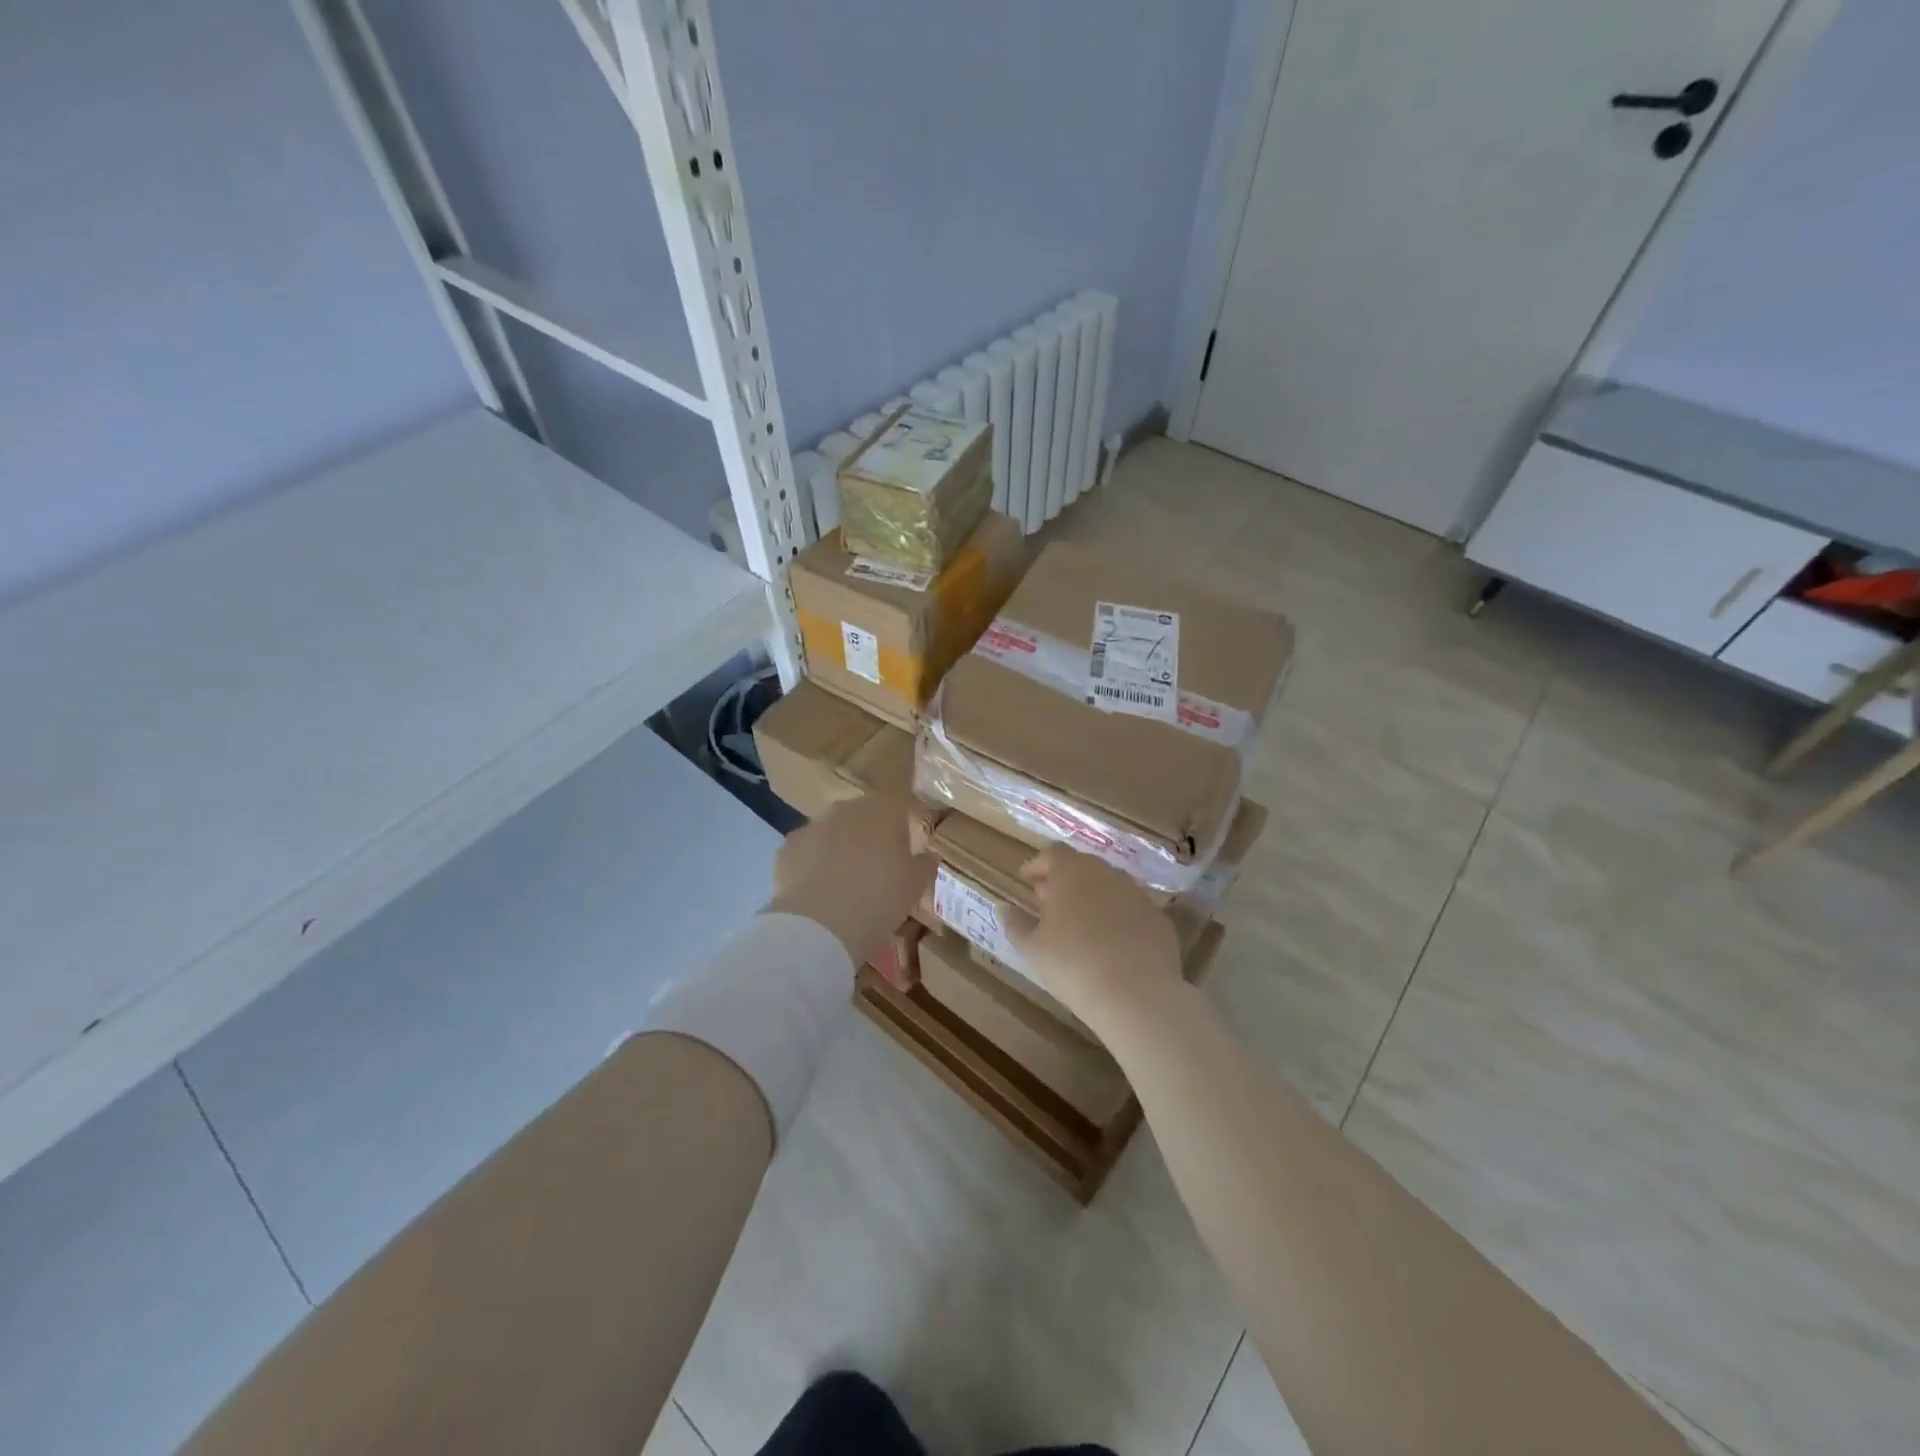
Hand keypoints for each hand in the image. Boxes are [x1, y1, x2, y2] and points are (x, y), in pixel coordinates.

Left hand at [765, 792, 936, 966]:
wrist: (819, 927)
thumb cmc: (879, 900)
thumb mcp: (914, 887)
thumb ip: (924, 865)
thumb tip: (928, 855)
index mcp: (883, 811)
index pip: (897, 793)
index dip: (900, 809)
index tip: (903, 829)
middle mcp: (847, 809)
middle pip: (862, 812)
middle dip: (869, 830)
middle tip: (876, 862)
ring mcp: (813, 825)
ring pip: (832, 829)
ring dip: (839, 845)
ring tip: (842, 879)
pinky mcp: (787, 846)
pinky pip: (807, 848)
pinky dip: (812, 861)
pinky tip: (816, 888)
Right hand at [1008, 846, 1184, 1034]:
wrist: (1136, 994)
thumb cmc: (1072, 964)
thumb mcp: (1032, 948)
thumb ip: (1015, 923)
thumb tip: (1004, 908)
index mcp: (1072, 872)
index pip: (1052, 853)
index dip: (1037, 865)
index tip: (1026, 880)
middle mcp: (1107, 873)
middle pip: (1082, 866)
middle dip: (1063, 880)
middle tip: (1048, 901)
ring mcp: (1137, 894)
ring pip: (1109, 886)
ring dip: (1092, 897)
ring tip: (1079, 923)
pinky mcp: (1159, 919)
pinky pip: (1131, 910)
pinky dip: (1117, 918)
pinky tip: (1111, 943)